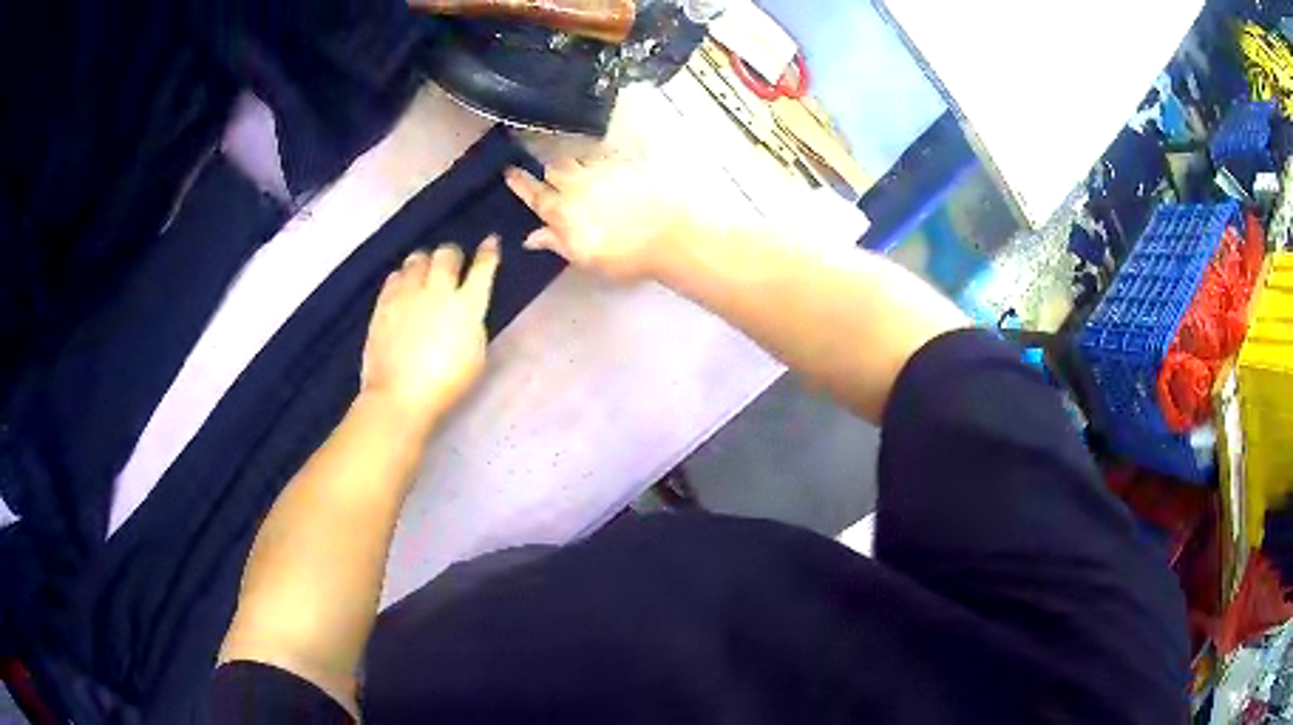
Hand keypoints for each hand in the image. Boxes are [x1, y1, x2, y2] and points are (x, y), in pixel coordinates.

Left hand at [360, 238, 499, 433]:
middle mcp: (438, 290)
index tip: (491, 242)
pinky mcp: (384, 302)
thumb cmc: (446, 384)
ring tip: (424, 273)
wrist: (399, 395)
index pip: (483, 267)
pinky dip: (403, 277)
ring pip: (417, 258)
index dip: (489, 252)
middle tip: (452, 263)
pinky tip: (403, 286)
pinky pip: (395, 276)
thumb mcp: (475, 354)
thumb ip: (472, 323)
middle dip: (453, 254)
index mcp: (467, 305)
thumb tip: (466, 308)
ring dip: (425, 261)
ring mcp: (408, 294)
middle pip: (447, 254)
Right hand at [504, 158, 691, 281]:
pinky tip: (601, 163)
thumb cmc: (624, 257)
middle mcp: (576, 185)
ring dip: (570, 161)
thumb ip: (556, 243)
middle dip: (548, 171)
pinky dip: (595, 157)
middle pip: (553, 168)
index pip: (534, 193)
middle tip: (549, 176)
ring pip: (575, 157)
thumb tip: (531, 237)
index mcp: (562, 211)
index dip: (520, 182)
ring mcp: (601, 170)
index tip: (508, 172)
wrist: (668, 237)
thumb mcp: (584, 258)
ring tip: (574, 168)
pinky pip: (601, 153)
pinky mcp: (625, 163)